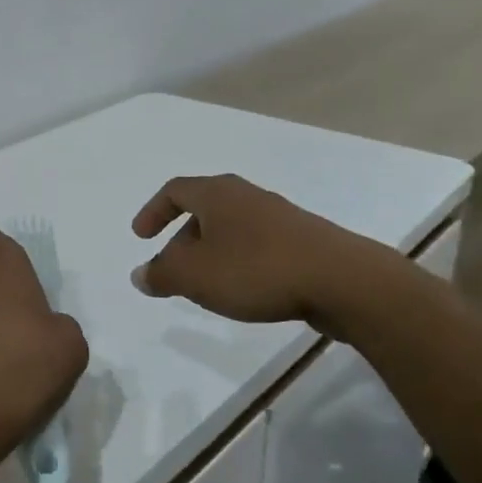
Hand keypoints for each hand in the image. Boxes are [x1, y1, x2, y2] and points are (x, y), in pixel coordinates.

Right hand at [131, 173, 391, 330]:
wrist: (341, 280)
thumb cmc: (256, 269)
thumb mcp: (195, 276)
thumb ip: (161, 274)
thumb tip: (140, 275)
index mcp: (217, 194)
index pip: (175, 190)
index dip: (153, 211)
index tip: (140, 237)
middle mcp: (247, 196)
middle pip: (203, 210)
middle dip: (181, 241)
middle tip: (172, 272)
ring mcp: (279, 217)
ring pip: (231, 230)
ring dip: (211, 254)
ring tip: (206, 286)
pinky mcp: (303, 240)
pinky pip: (257, 245)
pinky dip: (239, 262)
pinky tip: (245, 291)